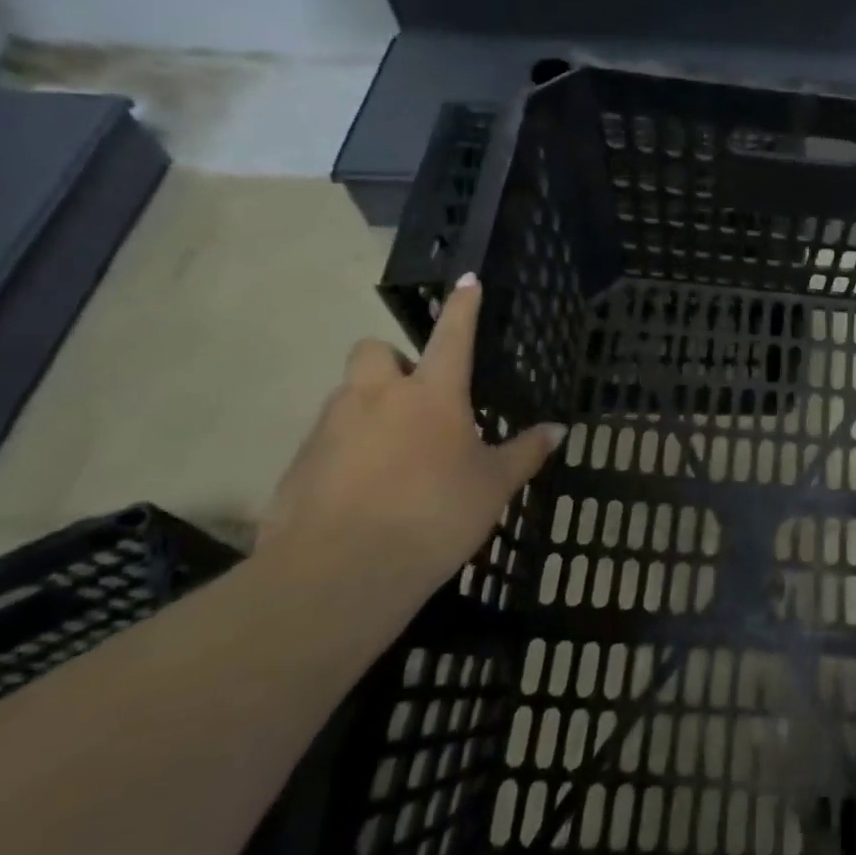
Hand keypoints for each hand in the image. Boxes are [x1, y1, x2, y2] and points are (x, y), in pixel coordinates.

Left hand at [257, 273, 564, 598]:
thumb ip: (524, 453)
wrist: (340, 574)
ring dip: (367, 408)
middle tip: (412, 397)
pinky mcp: (297, 465)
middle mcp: (376, 398)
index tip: (467, 280)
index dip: (463, 306)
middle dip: (391, 362)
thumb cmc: (434, 516)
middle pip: (373, 351)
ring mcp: (330, 429)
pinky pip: (324, 441)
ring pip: (346, 396)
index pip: (453, 335)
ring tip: (390, 453)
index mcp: (432, 395)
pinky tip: (360, 491)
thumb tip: (559, 430)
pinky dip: (343, 452)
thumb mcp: (493, 487)